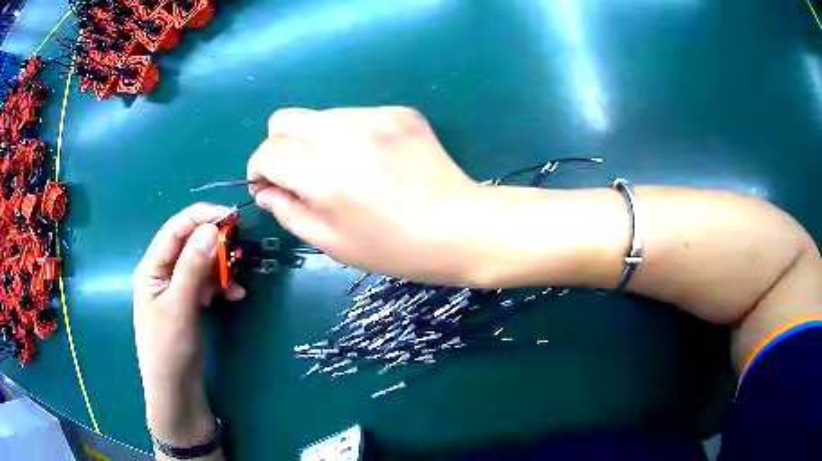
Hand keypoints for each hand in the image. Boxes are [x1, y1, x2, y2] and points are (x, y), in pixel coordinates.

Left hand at [133, 203, 244, 446]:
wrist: (175, 389)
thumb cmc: (169, 348)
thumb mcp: (179, 306)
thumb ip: (192, 266)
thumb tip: (211, 228)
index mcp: (152, 267)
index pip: (175, 229)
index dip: (201, 216)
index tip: (231, 217)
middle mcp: (162, 272)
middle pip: (189, 244)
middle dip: (214, 243)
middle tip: (239, 248)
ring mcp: (176, 288)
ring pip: (200, 263)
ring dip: (219, 267)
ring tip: (236, 281)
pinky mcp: (187, 302)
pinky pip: (205, 283)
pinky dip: (220, 286)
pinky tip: (235, 295)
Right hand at [247, 107, 483, 284]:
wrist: (460, 228)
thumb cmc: (393, 247)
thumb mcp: (331, 242)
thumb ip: (288, 211)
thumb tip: (266, 190)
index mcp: (323, 172)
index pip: (268, 151)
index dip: (259, 168)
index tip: (267, 184)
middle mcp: (343, 133)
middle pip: (284, 118)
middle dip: (279, 145)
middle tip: (297, 173)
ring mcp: (374, 116)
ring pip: (319, 116)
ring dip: (315, 140)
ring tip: (343, 170)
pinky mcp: (399, 111)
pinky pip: (354, 116)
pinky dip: (349, 136)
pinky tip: (373, 160)